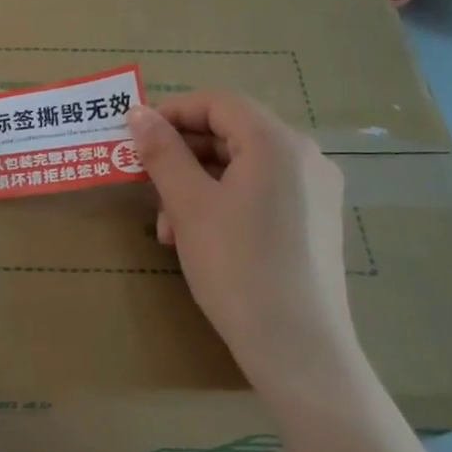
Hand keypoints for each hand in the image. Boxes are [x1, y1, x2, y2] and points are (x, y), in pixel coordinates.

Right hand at [125, 91, 358, 399]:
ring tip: (168, 226)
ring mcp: (316, 190)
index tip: (135, 137)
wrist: (298, 348)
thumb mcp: (189, 205)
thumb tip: (138, 112)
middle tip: (146, 185)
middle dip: (182, 156)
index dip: (172, 112)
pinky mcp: (315, 222)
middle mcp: (305, 156)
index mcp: (278, 142)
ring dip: (197, 184)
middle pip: (231, 133)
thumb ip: (162, 152)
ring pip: (243, 167)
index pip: (218, 103)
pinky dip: (225, 202)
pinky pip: (262, 192)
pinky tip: (199, 238)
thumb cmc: (237, 266)